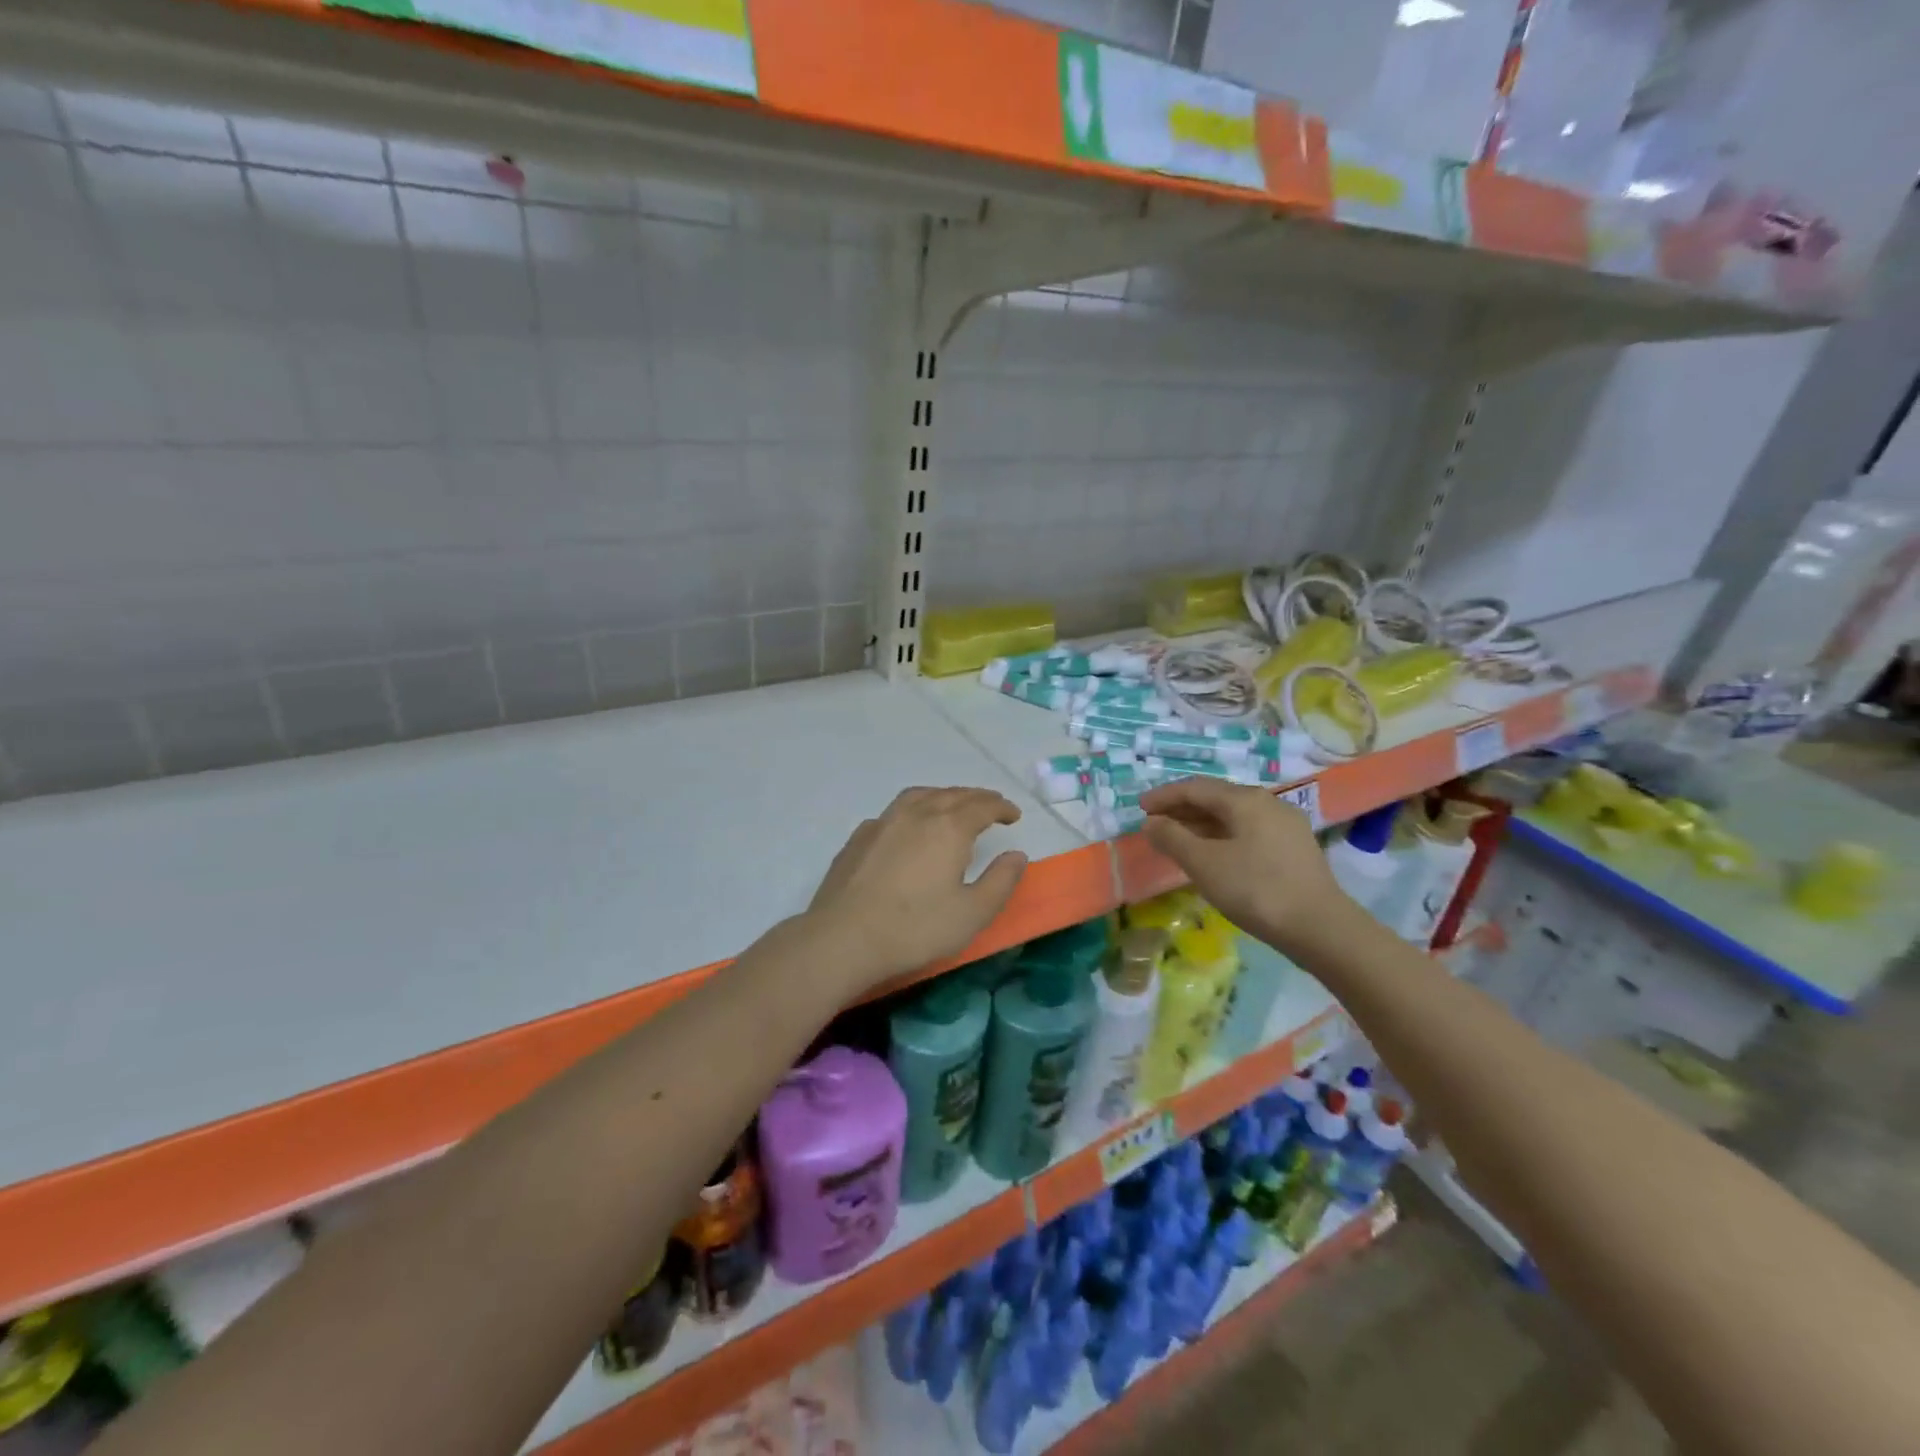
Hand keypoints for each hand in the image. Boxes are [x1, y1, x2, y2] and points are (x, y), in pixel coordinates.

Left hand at [805, 787, 1027, 994]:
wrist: (843, 937)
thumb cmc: (915, 928)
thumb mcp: (972, 913)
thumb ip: (1000, 881)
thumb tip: (1017, 854)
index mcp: (948, 828)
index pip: (982, 806)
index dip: (1001, 807)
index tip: (1013, 814)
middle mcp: (917, 814)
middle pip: (952, 795)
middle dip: (976, 797)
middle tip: (991, 804)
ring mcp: (884, 822)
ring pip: (920, 795)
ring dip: (943, 795)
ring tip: (953, 805)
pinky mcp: (860, 837)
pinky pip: (895, 810)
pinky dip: (914, 809)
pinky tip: (910, 827)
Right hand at [1138, 778, 1347, 956]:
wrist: (1321, 929)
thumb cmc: (1255, 889)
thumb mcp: (1204, 864)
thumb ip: (1172, 838)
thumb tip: (1150, 822)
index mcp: (1245, 800)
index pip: (1195, 787)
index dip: (1164, 796)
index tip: (1139, 808)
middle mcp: (1268, 803)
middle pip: (1216, 798)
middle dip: (1182, 809)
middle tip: (1154, 824)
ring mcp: (1285, 826)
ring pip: (1233, 817)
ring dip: (1201, 825)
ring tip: (1177, 841)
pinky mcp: (1294, 849)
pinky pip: (1248, 832)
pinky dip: (1222, 837)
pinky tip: (1212, 856)